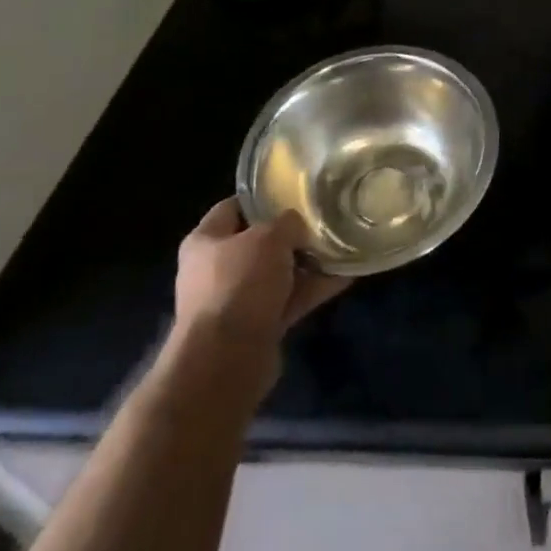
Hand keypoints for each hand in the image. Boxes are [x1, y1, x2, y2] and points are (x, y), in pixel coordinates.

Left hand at [169, 199, 348, 370]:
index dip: (262, 197)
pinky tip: (345, 275)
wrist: (227, 360)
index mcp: (205, 240)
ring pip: (277, 273)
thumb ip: (287, 222)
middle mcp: (215, 269)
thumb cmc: (240, 284)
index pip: (233, 207)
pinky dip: (313, 289)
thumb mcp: (269, 237)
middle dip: (290, 233)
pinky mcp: (256, 326)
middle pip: (258, 242)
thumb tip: (296, 224)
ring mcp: (236, 300)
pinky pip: (289, 299)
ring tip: (342, 245)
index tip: (294, 190)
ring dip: (306, 263)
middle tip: (322, 218)